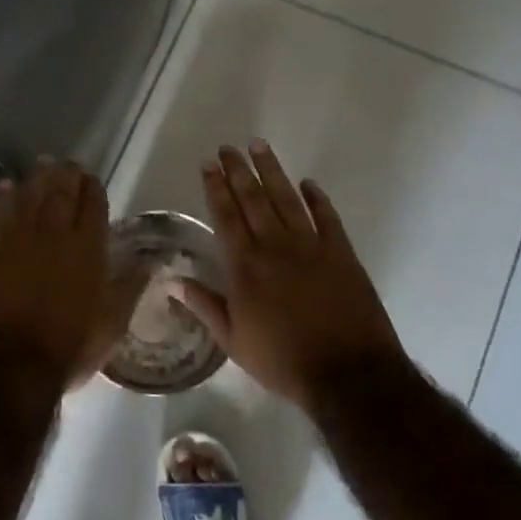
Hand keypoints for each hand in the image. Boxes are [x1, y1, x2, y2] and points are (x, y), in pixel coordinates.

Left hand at [0, 158, 124, 390]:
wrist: (9, 363)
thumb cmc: (69, 347)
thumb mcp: (112, 323)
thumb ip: (131, 286)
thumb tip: (154, 259)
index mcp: (88, 250)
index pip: (93, 208)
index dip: (93, 190)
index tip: (91, 177)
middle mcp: (55, 236)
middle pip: (61, 196)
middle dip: (66, 176)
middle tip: (68, 162)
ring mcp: (18, 241)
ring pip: (30, 198)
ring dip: (37, 179)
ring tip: (42, 163)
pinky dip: (2, 198)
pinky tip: (5, 185)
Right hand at [175, 142, 405, 410]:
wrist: (347, 373)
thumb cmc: (283, 361)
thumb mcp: (233, 341)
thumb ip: (204, 305)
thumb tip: (172, 281)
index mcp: (246, 267)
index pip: (226, 217)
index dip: (216, 189)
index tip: (209, 164)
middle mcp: (275, 247)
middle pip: (253, 200)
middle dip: (238, 171)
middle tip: (229, 147)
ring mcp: (311, 246)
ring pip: (287, 199)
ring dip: (272, 171)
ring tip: (259, 146)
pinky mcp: (341, 253)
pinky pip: (327, 217)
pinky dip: (317, 198)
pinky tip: (308, 183)